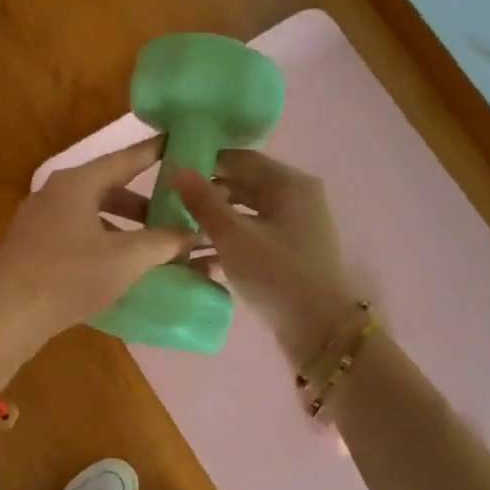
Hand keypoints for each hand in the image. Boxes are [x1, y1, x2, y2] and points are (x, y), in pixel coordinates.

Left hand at [0, 138, 196, 372]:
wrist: (7, 316)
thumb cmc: (70, 277)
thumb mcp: (126, 258)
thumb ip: (164, 243)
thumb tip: (194, 236)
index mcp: (77, 183)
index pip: (126, 158)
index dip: (156, 152)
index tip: (180, 144)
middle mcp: (55, 193)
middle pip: (109, 188)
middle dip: (144, 203)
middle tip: (175, 213)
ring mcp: (39, 221)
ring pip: (93, 214)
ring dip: (124, 226)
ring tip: (152, 247)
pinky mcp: (32, 248)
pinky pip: (77, 235)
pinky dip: (104, 242)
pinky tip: (119, 267)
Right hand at [175, 151, 360, 366]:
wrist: (321, 330)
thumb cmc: (277, 275)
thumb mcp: (234, 236)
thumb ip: (204, 201)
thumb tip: (177, 167)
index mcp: (288, 183)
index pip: (239, 159)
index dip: (204, 162)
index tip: (170, 172)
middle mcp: (296, 198)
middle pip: (243, 186)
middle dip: (206, 195)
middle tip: (168, 204)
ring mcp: (295, 228)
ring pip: (245, 214)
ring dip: (213, 222)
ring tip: (176, 232)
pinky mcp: (289, 255)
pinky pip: (252, 238)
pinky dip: (227, 243)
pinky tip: (197, 258)